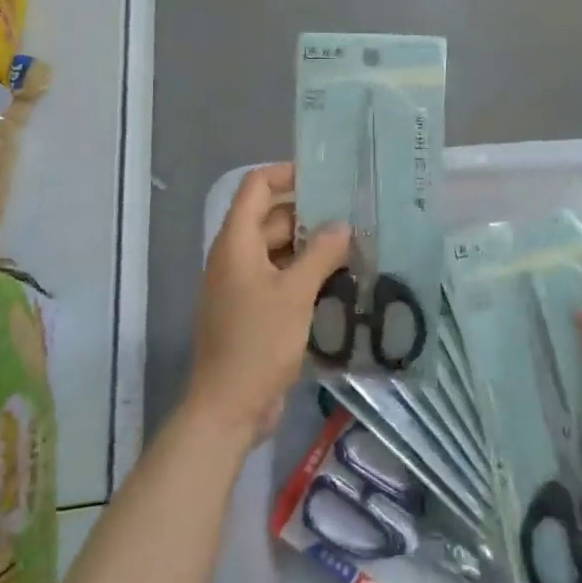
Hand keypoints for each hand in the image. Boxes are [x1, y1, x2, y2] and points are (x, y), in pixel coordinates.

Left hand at [186, 164, 350, 444]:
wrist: (227, 408)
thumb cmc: (257, 342)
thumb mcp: (295, 294)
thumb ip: (321, 254)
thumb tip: (343, 226)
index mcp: (236, 242)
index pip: (256, 186)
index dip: (286, 174)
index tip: (325, 178)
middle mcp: (235, 256)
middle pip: (271, 218)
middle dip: (310, 214)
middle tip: (353, 215)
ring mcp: (242, 285)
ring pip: (279, 250)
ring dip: (311, 247)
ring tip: (354, 246)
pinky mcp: (252, 310)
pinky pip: (280, 278)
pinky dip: (305, 274)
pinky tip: (339, 281)